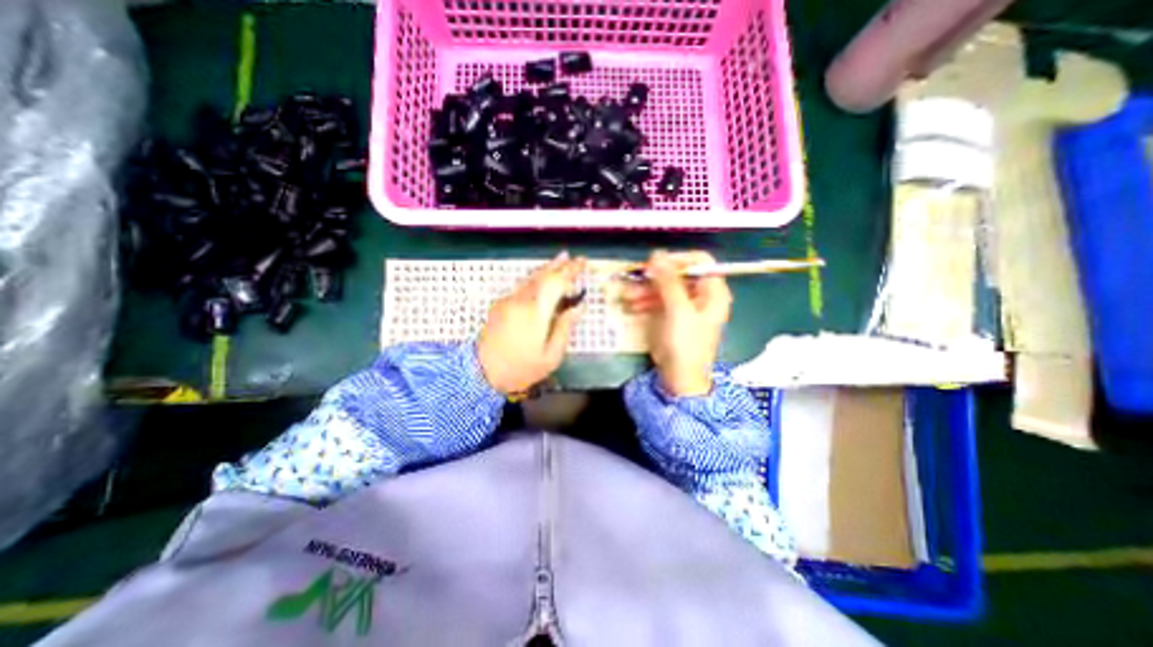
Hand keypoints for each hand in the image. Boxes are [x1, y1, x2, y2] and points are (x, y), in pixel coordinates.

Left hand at [479, 254, 586, 394]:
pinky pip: (522, 286)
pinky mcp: (500, 305)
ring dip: (547, 268)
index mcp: (535, 313)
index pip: (556, 282)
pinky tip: (542, 278)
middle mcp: (520, 300)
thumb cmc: (521, 369)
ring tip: (561, 260)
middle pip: (542, 275)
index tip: (582, 263)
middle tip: (574, 258)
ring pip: (530, 278)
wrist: (480, 374)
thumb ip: (565, 328)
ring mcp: (507, 301)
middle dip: (559, 265)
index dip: (571, 271)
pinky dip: (536, 279)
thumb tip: (578, 307)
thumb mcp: (551, 356)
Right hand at [627, 250, 733, 395]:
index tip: (655, 263)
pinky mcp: (671, 315)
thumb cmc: (686, 344)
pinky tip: (631, 304)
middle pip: (678, 274)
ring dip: (645, 289)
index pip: (699, 261)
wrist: (679, 377)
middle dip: (655, 276)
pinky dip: (645, 300)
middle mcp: (700, 295)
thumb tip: (657, 255)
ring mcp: (684, 305)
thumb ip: (668, 281)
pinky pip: (658, 300)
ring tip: (627, 294)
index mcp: (712, 291)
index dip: (677, 259)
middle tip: (635, 277)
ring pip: (664, 287)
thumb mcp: (678, 310)